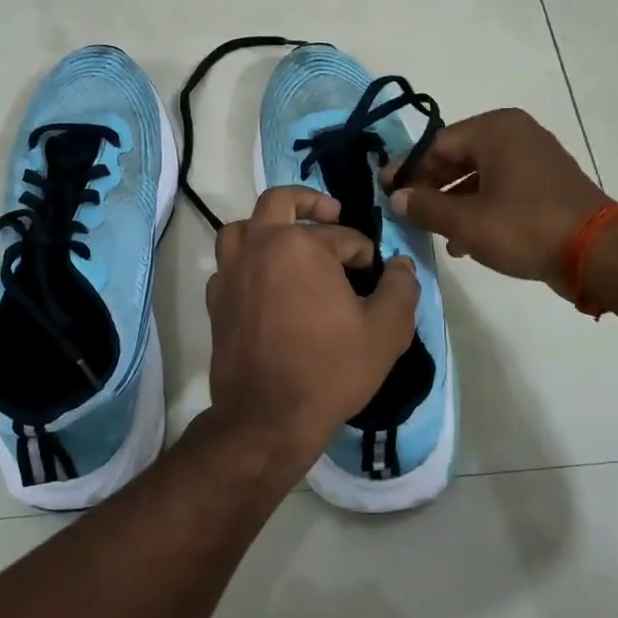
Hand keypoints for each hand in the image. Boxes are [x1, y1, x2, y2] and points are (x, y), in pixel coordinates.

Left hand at [205, 186, 420, 472]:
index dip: (364, 254)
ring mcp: (231, 271)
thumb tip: (401, 263)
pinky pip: (229, 263)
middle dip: (310, 202)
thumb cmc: (330, 370)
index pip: (342, 235)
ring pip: (243, 226)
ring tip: (290, 241)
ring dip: (268, 226)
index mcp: (301, 246)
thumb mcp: (386, 331)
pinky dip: (247, 261)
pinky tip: (267, 283)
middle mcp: (260, 247)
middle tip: (332, 215)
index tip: (373, 277)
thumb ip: (401, 288)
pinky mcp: (216, 299)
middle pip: (280, 201)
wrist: (267, 417)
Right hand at [384, 108, 611, 297]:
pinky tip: (465, 241)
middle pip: (457, 157)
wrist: (597, 254)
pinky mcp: (546, 183)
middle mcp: (515, 134)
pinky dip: (480, 208)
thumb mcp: (466, 221)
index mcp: (495, 129)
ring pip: (478, 176)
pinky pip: (501, 188)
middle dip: (431, 188)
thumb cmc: (525, 228)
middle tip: (408, 213)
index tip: (386, 191)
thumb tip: (397, 197)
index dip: (408, 170)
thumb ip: (426, 206)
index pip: (436, 144)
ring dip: (454, 203)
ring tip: (436, 233)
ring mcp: (534, 157)